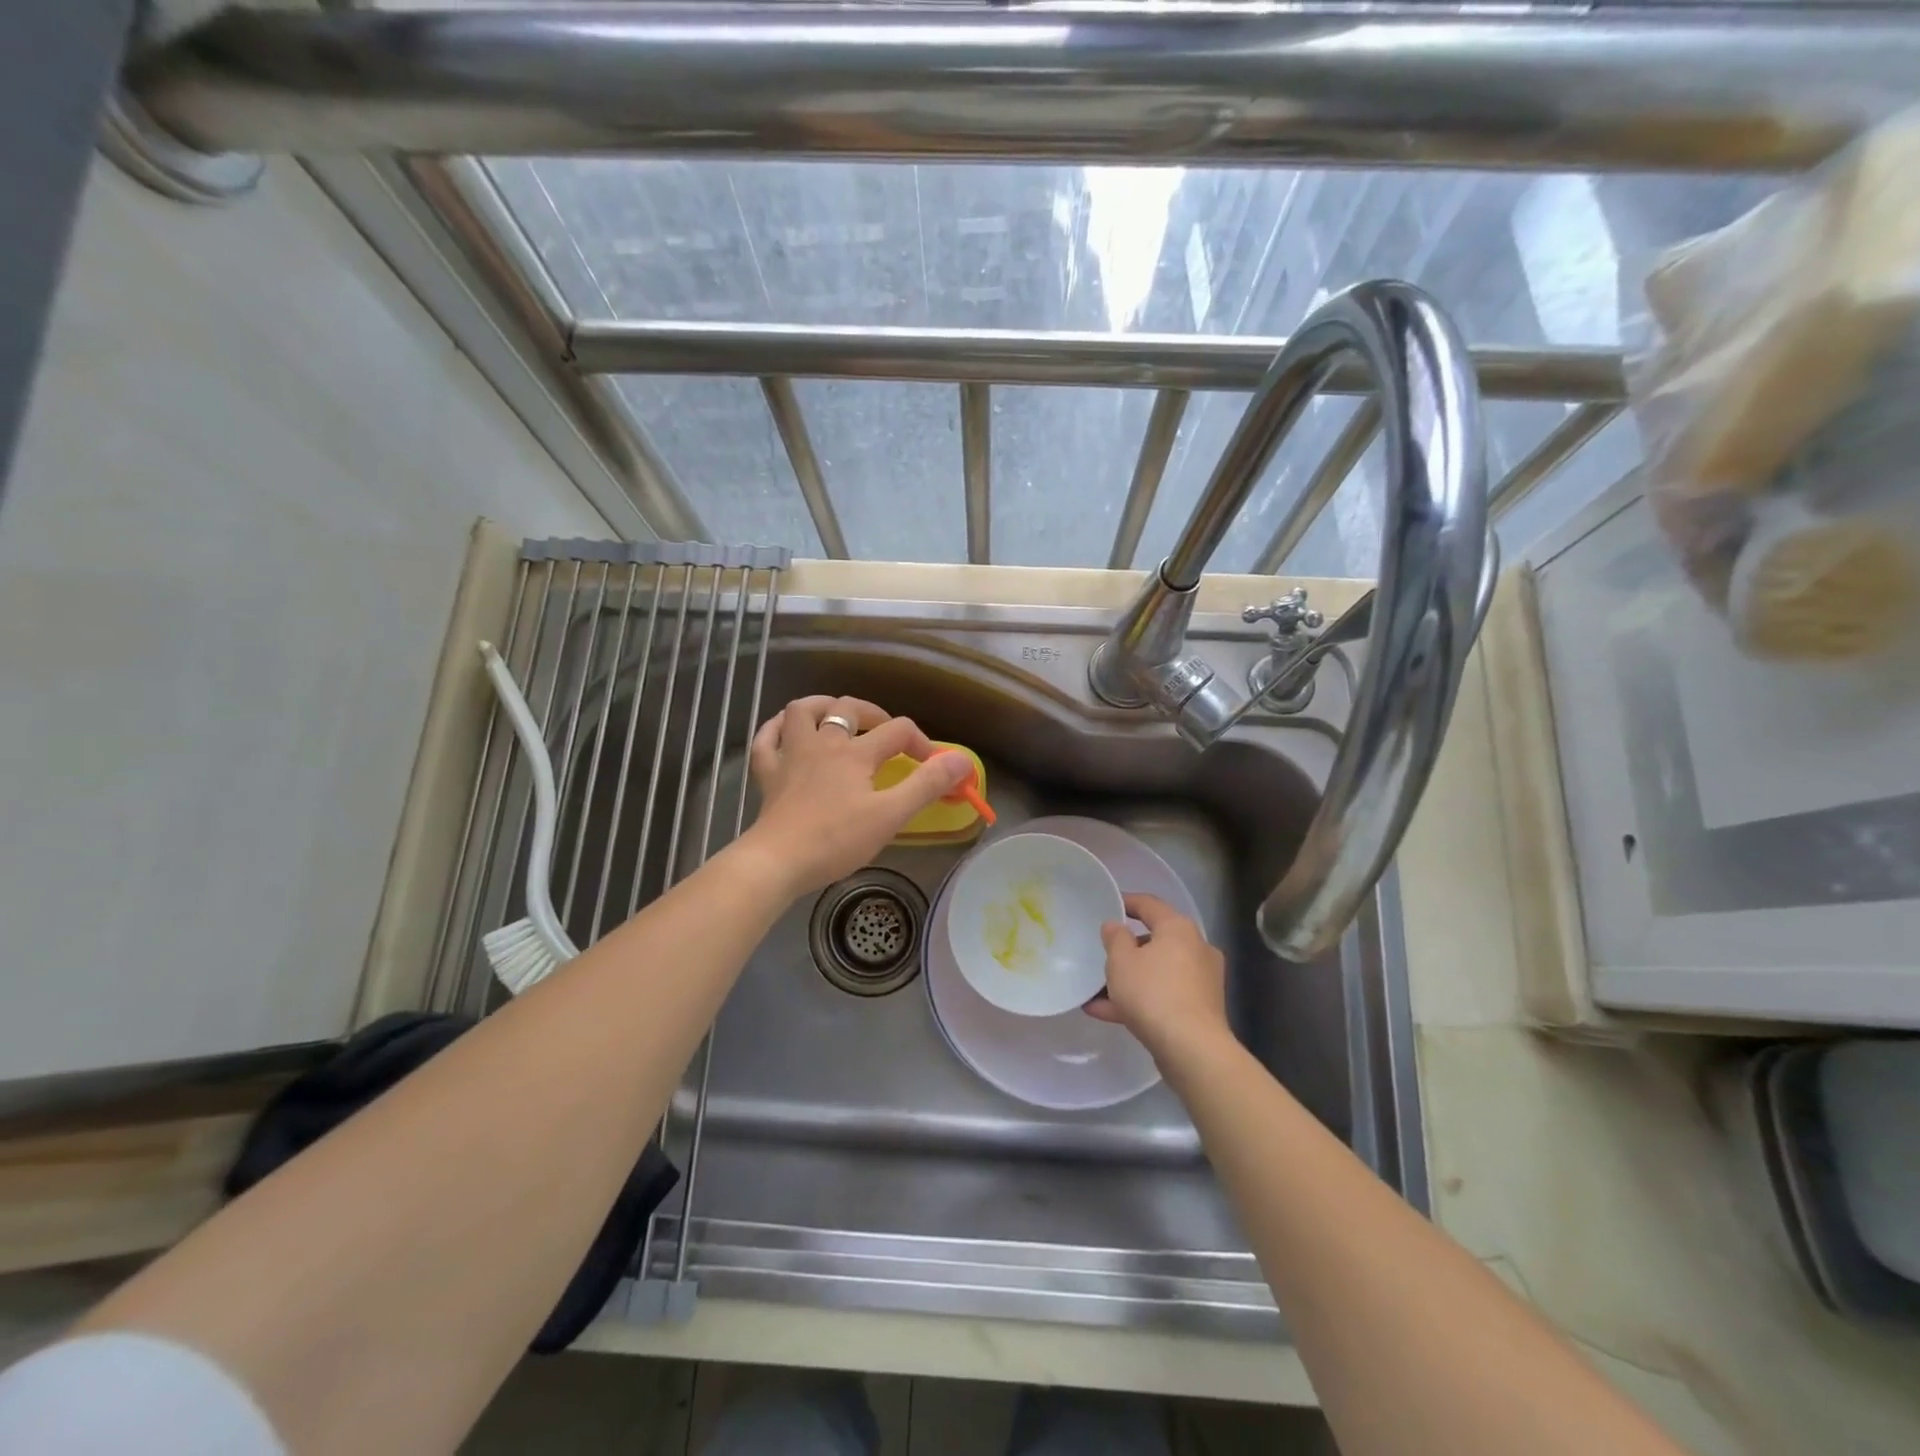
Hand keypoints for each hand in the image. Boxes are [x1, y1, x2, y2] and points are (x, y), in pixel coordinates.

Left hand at [741, 695, 972, 897]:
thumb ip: (927, 785)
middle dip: (873, 714)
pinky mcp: (767, 775)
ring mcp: (790, 756)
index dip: (921, 743)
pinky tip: (786, 731)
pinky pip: (767, 739)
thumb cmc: (836, 839)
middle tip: (886, 733)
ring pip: (802, 712)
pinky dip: (777, 729)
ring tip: (837, 716)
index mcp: (855, 753)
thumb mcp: (890, 815)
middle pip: (848, 709)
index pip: (897, 731)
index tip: (933, 766)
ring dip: (822, 706)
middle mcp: (822, 743)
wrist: (777, 861)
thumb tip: (962, 760)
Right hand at [1086, 894, 1230, 1066]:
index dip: (1126, 902)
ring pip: (1157, 972)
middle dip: (1126, 949)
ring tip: (1096, 992)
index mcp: (1178, 928)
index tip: (1107, 905)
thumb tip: (1115, 926)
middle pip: (1155, 940)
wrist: (1192, 1049)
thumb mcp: (1121, 961)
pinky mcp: (1200, 1009)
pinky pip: (1164, 995)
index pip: (1149, 904)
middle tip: (1102, 954)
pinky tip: (1107, 1013)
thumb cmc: (1153, 993)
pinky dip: (1140, 1000)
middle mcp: (1196, 948)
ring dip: (1129, 980)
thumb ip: (1114, 938)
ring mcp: (1201, 980)